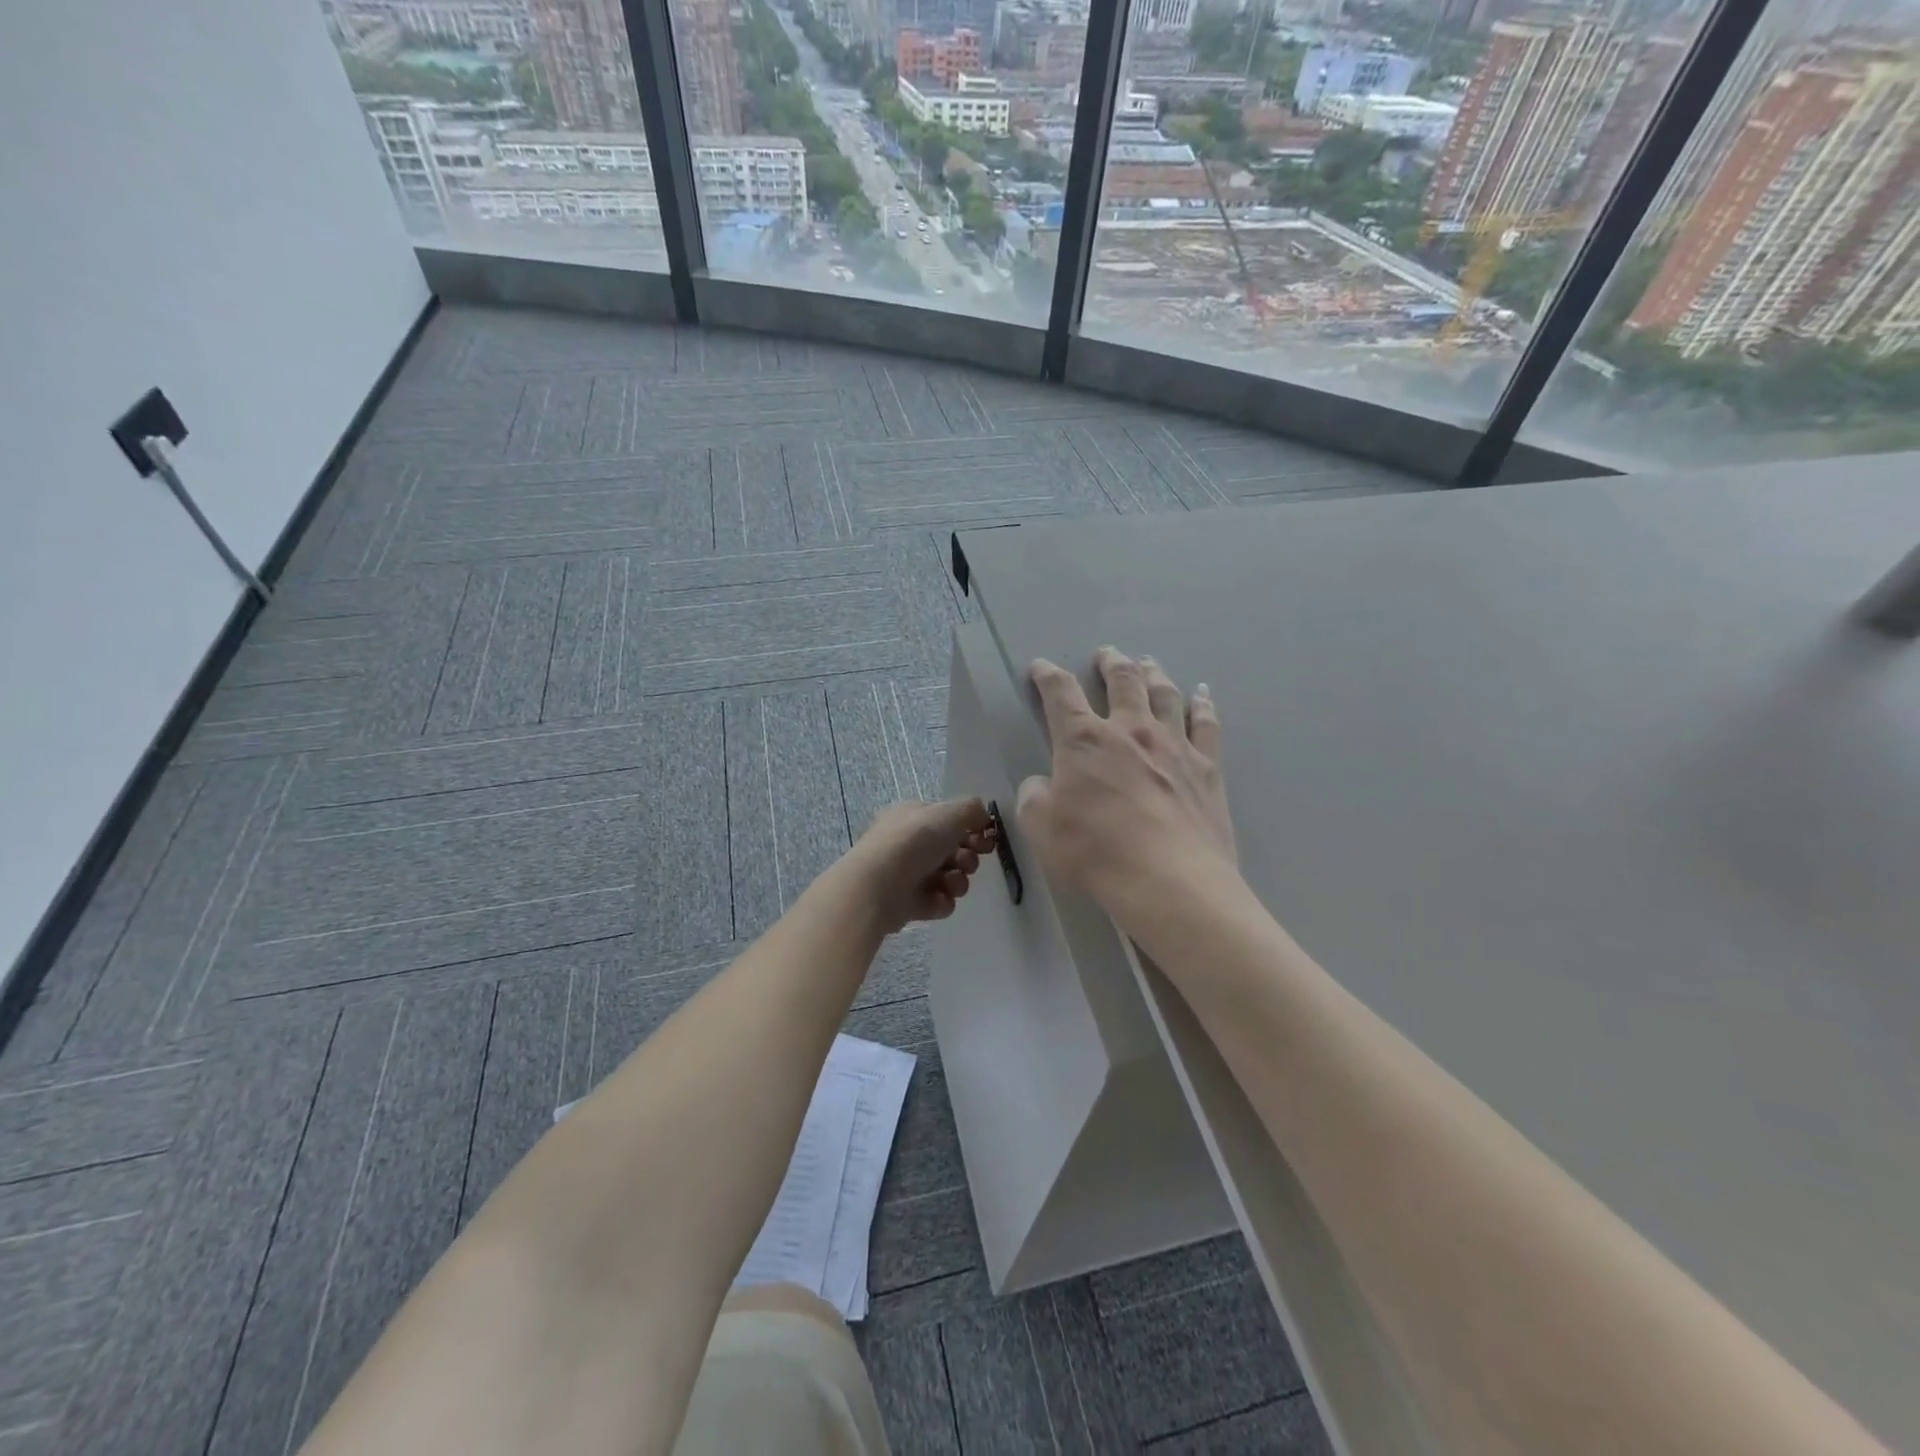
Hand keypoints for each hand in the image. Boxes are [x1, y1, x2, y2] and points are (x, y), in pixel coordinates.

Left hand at [843, 797, 997, 935]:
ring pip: (949, 877)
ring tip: (949, 882)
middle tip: (965, 862)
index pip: (949, 820)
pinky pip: (938, 902)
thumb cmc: (914, 841)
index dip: (972, 829)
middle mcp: (910, 843)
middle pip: (952, 850)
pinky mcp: (908, 903)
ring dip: (958, 881)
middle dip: (967, 858)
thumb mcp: (949, 813)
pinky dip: (942, 901)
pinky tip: (937, 899)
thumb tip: (981, 814)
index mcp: (914, 816)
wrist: (879, 886)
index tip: (986, 839)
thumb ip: (971, 809)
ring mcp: (908, 874)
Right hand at [1016, 647, 1236, 910]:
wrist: (1169, 880)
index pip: (1060, 694)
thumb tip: (1041, 784)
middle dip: (1110, 663)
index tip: (1041, 667)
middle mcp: (1130, 730)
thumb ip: (1035, 797)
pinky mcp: (1207, 767)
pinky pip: (1206, 724)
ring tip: (1148, 662)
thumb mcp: (1041, 828)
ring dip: (1153, 673)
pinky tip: (1202, 694)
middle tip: (1106, 654)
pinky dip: (1203, 705)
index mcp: (1084, 740)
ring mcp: (1174, 745)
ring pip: (1164, 694)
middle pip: (1121, 680)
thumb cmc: (1096, 852)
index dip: (1047, 676)